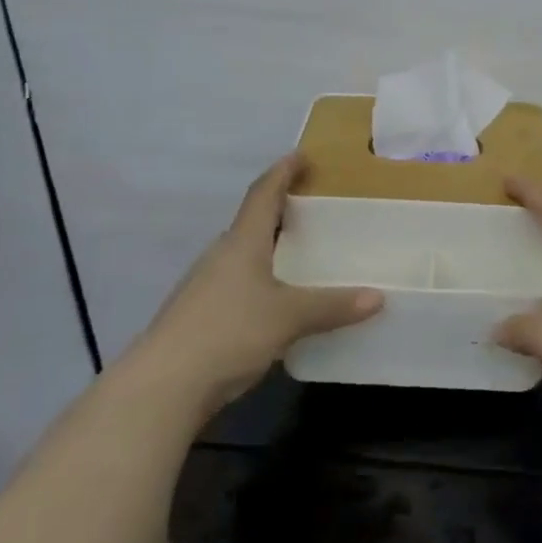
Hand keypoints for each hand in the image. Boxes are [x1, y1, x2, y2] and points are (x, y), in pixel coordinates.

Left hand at [131, 155, 381, 417]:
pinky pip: (239, 284)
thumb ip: (332, 306)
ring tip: (302, 256)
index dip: (283, 171)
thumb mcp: (288, 317)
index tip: (302, 156)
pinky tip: (278, 302)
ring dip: (270, 249)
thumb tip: (378, 297)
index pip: (263, 193)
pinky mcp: (201, 315)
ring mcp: (206, 286)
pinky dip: (262, 281)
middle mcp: (221, 255)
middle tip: (314, 211)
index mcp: (242, 242)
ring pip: (244, 256)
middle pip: (252, 223)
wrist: (163, 386)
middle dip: (280, 212)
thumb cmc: (228, 332)